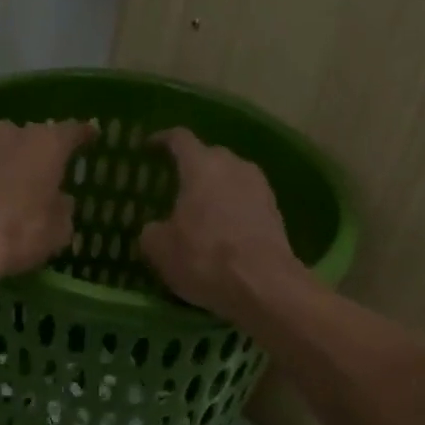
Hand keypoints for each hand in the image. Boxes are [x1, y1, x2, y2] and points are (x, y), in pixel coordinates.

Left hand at [0, 119, 95, 279]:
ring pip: (3, 150)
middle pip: (33, 138)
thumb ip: (63, 209)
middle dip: (42, 152)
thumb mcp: (58, 230)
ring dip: (11, 165)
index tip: (91, 135)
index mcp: (47, 144)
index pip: (72, 131)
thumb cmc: (19, 232)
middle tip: (49, 171)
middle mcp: (12, 134)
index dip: (83, 135)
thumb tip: (60, 200)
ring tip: (17, 188)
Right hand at [138, 128, 304, 314]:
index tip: (149, 148)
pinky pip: (246, 201)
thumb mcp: (160, 249)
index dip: (161, 140)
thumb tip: (155, 229)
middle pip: (209, 156)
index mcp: (201, 166)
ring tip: (200, 210)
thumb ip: (151, 231)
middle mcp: (234, 166)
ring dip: (215, 190)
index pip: (179, 139)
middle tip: (175, 186)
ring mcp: (260, 188)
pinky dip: (232, 209)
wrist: (263, 285)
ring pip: (231, 178)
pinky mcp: (275, 212)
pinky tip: (223, 230)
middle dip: (192, 167)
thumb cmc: (204, 257)